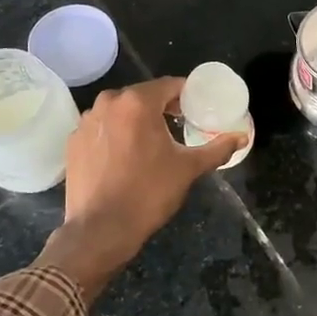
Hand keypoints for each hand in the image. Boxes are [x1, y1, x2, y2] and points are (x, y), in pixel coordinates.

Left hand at [37, 77, 244, 300]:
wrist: (100, 229)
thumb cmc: (149, 193)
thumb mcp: (188, 169)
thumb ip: (217, 149)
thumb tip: (242, 138)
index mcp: (138, 102)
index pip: (169, 85)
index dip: (186, 95)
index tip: (197, 109)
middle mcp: (108, 103)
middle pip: (142, 96)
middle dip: (162, 107)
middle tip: (178, 126)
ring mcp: (86, 121)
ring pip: (120, 111)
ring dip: (136, 120)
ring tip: (151, 143)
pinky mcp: (74, 141)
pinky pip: (102, 128)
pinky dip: (115, 134)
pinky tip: (124, 156)